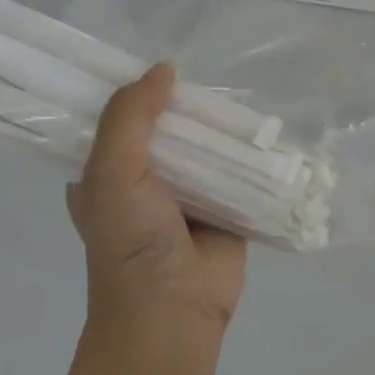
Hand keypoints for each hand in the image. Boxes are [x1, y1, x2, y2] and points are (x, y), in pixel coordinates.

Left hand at [67, 64, 247, 347]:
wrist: (174, 309)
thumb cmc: (130, 241)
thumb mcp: (112, 172)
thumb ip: (130, 118)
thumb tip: (164, 69)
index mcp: (106, 173)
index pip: (117, 120)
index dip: (134, 91)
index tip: (159, 65)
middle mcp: (146, 180)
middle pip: (168, 129)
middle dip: (186, 107)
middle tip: (209, 78)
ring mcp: (189, 195)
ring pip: (207, 148)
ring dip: (221, 129)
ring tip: (243, 98)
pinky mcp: (227, 209)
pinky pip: (240, 172)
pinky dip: (251, 156)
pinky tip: (267, 131)